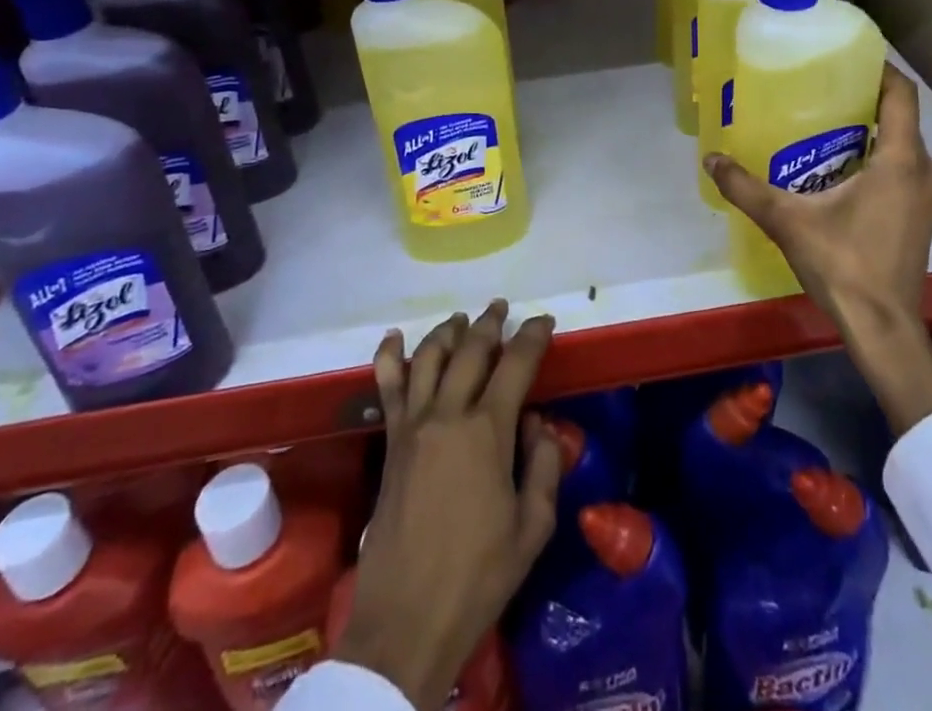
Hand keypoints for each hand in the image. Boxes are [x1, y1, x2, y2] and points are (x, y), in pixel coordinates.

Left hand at [334, 302, 561, 710]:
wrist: (406, 622)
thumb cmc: (479, 577)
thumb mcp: (533, 528)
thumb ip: (544, 466)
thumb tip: (538, 424)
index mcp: (488, 431)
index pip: (516, 363)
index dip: (533, 336)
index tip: (545, 322)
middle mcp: (449, 414)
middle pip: (471, 349)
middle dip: (490, 323)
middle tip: (502, 308)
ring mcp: (413, 425)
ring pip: (429, 357)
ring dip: (449, 331)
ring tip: (462, 319)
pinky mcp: (390, 442)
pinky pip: (387, 388)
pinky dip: (390, 356)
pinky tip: (394, 338)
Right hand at [705, 63, 931, 434]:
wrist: (883, 327)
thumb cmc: (844, 265)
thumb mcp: (788, 221)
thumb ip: (746, 188)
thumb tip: (711, 159)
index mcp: (901, 160)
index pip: (901, 93)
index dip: (879, 68)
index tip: (847, 55)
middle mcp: (922, 170)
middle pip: (901, 115)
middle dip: (865, 96)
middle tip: (821, 85)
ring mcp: (925, 195)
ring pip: (902, 143)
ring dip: (870, 127)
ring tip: (824, 119)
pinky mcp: (919, 214)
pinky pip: (902, 167)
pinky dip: (876, 154)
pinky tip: (838, 164)